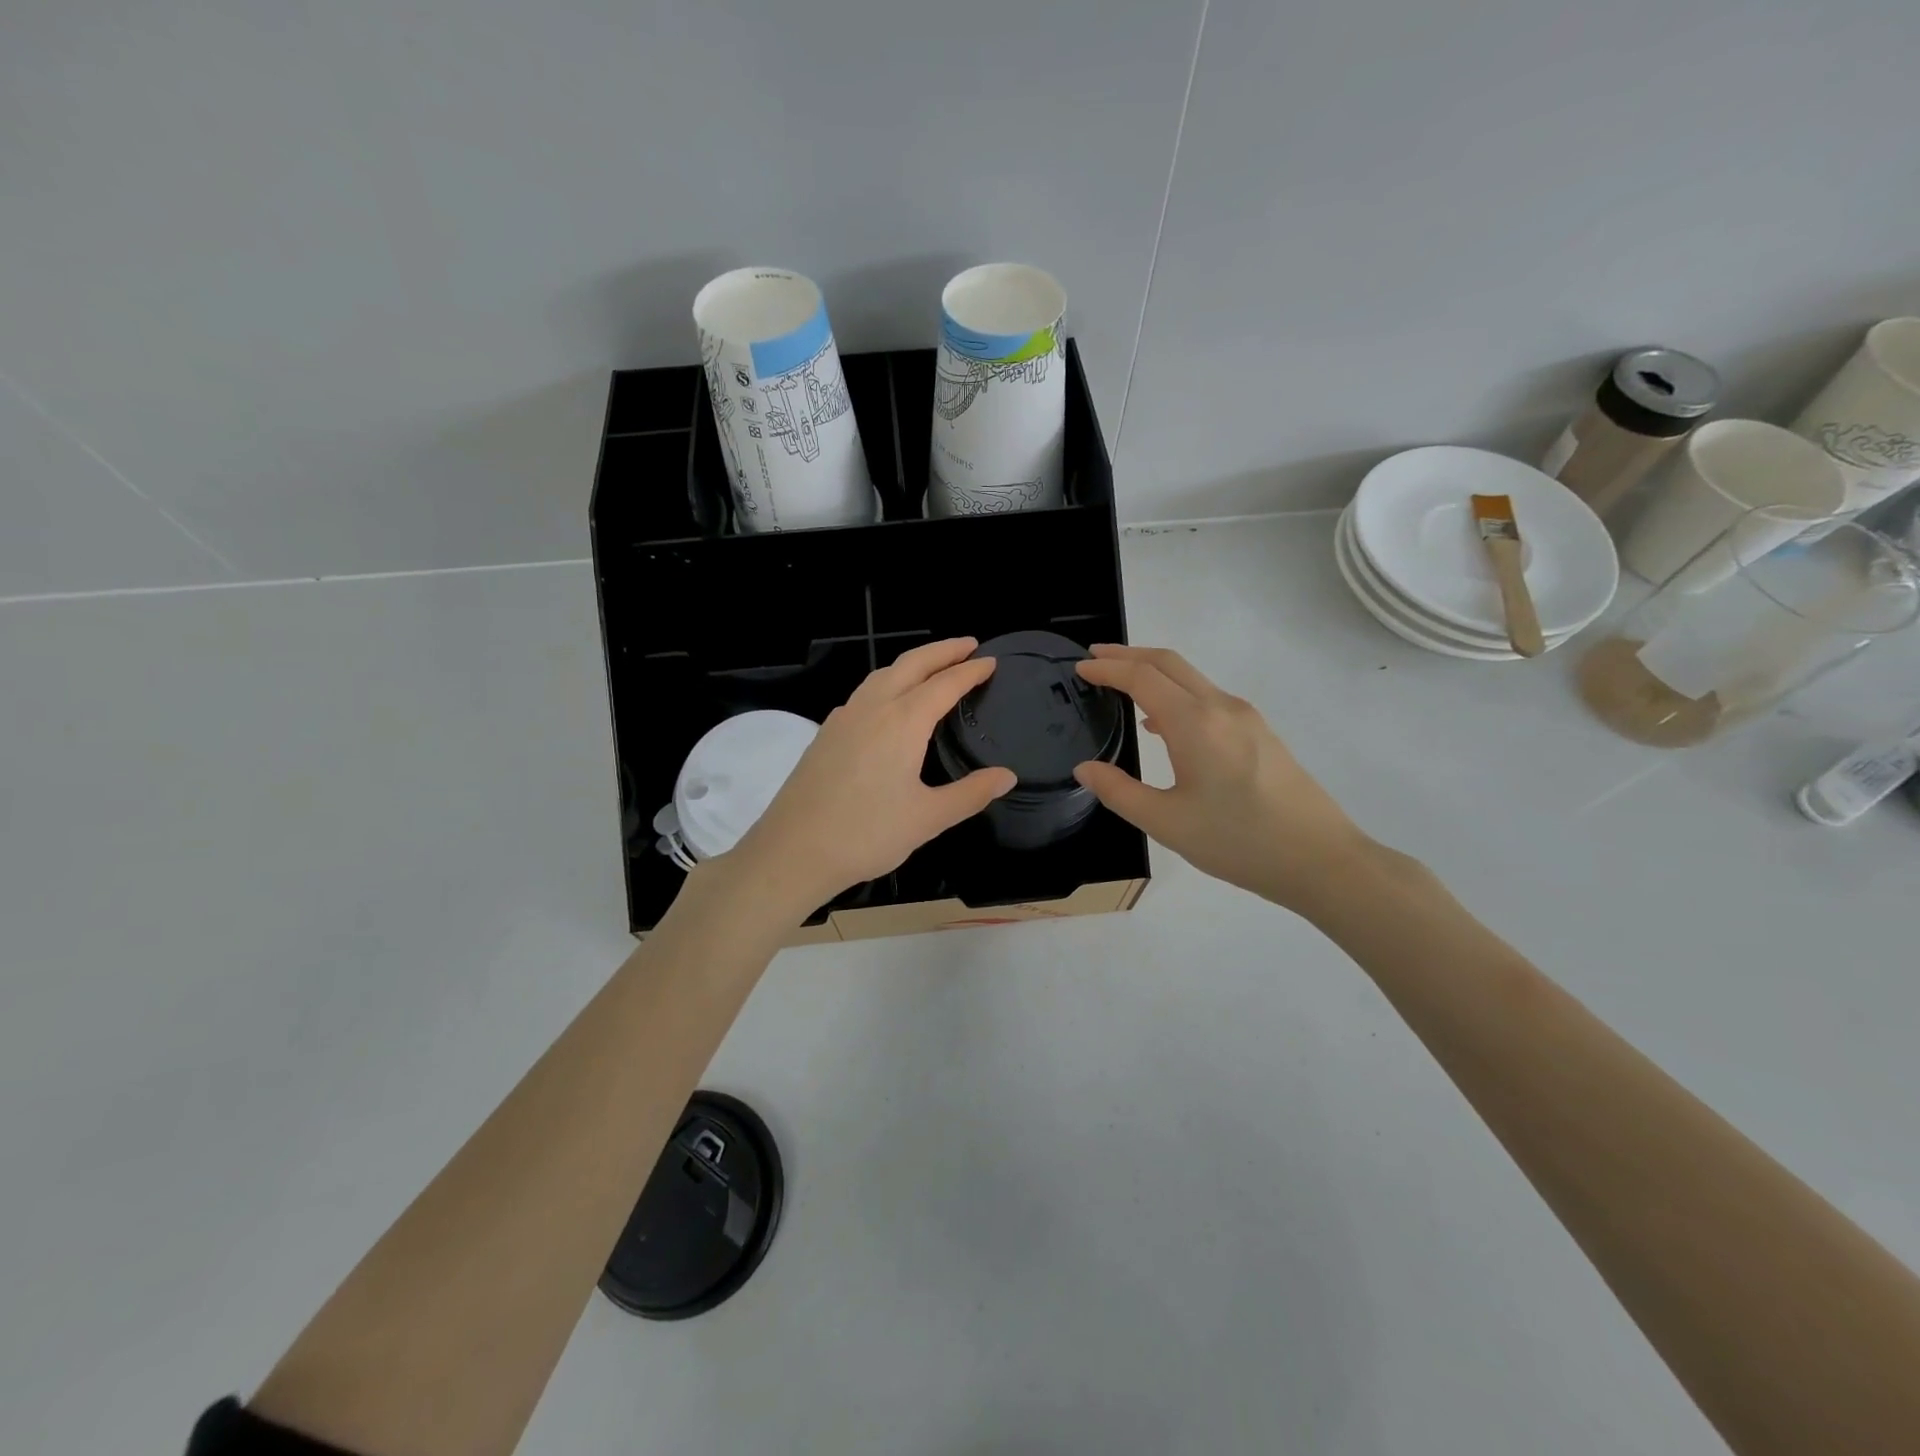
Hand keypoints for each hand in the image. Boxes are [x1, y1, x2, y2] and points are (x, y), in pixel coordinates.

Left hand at [727, 638, 1016, 918]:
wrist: (793, 851)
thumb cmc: (866, 834)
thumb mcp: (928, 818)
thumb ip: (970, 794)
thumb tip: (1007, 776)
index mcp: (902, 722)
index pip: (945, 684)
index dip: (970, 671)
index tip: (991, 662)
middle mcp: (873, 708)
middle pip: (911, 664)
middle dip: (942, 651)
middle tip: (968, 645)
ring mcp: (844, 718)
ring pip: (882, 674)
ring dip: (912, 663)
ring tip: (932, 667)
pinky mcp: (825, 733)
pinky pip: (864, 693)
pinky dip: (887, 682)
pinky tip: (888, 702)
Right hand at [1073, 644, 1377, 912]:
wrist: (1320, 858)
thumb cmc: (1238, 841)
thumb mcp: (1166, 823)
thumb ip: (1119, 792)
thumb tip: (1085, 769)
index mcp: (1195, 723)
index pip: (1142, 678)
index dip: (1107, 669)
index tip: (1079, 668)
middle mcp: (1221, 707)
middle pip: (1169, 663)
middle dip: (1129, 655)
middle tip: (1095, 658)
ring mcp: (1245, 717)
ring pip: (1192, 678)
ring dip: (1154, 672)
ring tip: (1122, 685)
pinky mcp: (1259, 733)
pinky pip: (1208, 698)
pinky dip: (1177, 694)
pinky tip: (1163, 725)